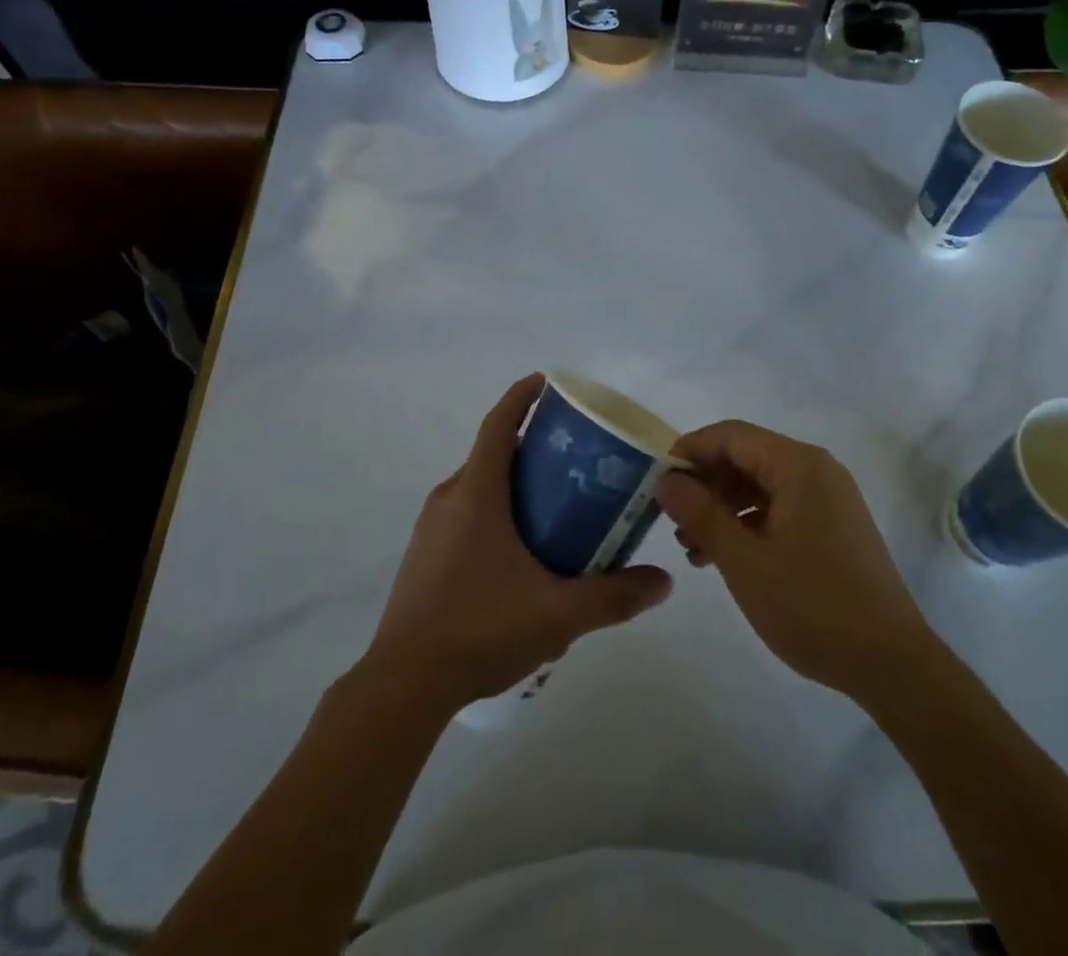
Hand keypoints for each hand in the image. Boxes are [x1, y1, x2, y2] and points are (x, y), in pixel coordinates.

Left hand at [362, 374, 672, 714]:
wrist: (403, 684)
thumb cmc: (480, 630)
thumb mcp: (558, 615)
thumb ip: (614, 596)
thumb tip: (663, 582)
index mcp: (477, 493)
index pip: (499, 424)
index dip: (522, 396)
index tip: (548, 382)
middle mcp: (450, 497)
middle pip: (493, 452)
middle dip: (531, 444)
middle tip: (575, 457)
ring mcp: (430, 527)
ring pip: (478, 485)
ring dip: (513, 481)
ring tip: (556, 504)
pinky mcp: (424, 554)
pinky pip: (465, 512)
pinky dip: (494, 509)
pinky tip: (520, 550)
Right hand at [654, 420, 927, 702]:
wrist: (892, 665)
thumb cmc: (812, 607)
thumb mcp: (743, 561)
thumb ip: (700, 513)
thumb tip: (665, 479)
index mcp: (798, 465)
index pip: (730, 435)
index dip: (689, 451)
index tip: (657, 482)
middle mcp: (816, 469)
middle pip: (745, 456)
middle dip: (705, 484)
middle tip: (673, 522)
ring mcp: (828, 497)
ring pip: (760, 484)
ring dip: (722, 507)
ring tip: (693, 548)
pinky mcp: (833, 525)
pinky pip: (780, 506)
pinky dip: (748, 523)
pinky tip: (725, 556)